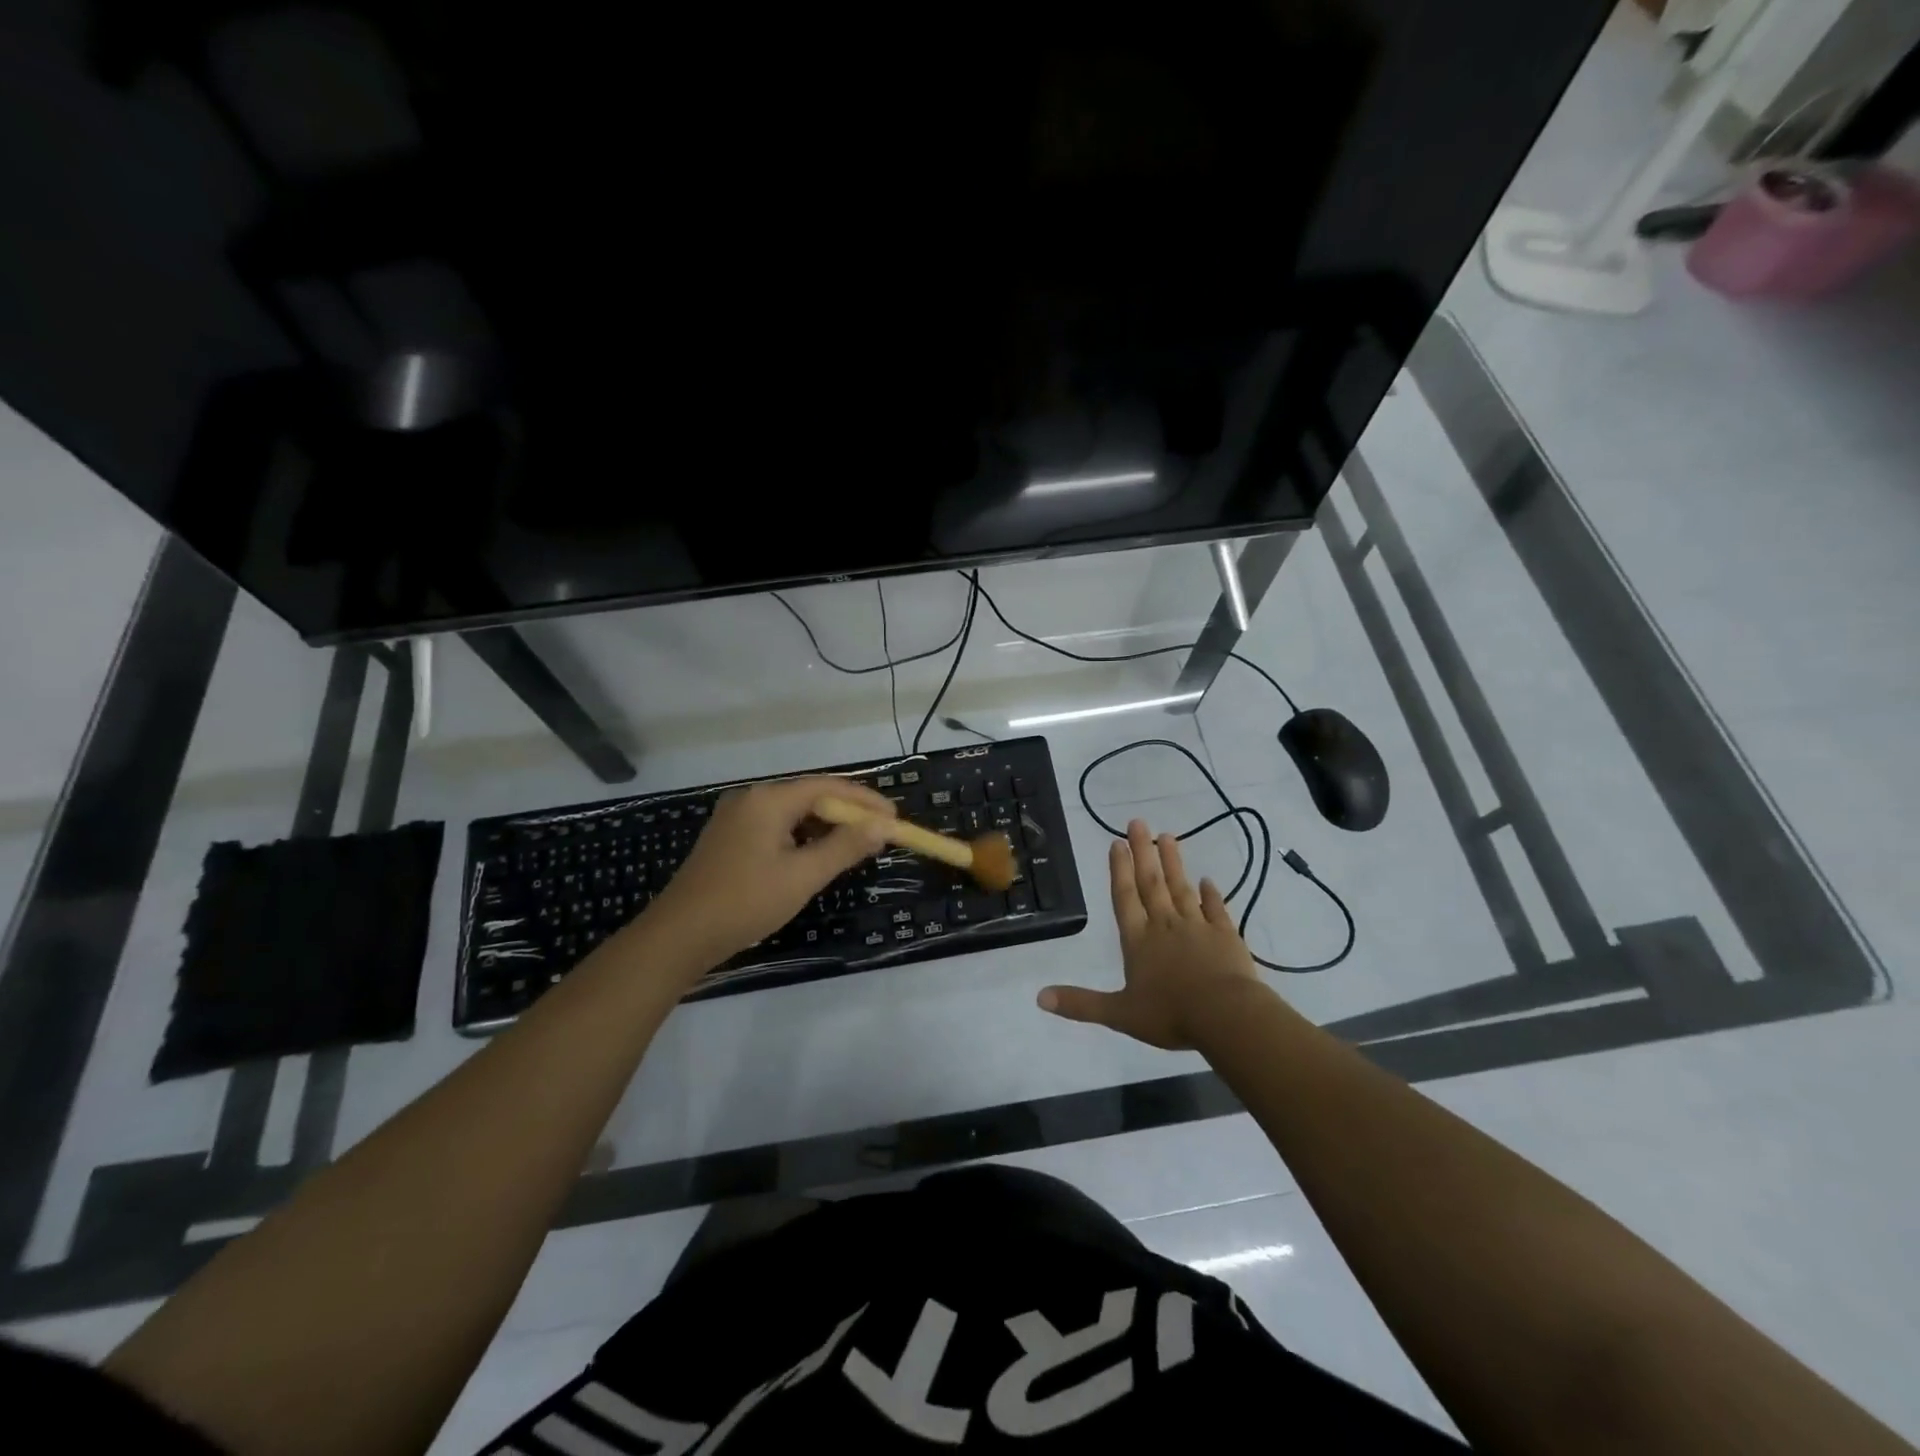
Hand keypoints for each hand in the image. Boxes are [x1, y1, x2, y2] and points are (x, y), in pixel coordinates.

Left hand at [642, 776, 896, 970]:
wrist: (679, 936)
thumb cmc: (745, 902)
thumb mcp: (803, 876)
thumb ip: (845, 847)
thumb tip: (883, 826)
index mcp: (768, 800)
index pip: (828, 787)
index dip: (865, 800)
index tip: (895, 817)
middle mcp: (751, 799)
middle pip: (810, 796)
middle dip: (847, 813)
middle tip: (880, 833)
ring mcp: (736, 818)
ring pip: (793, 813)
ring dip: (825, 827)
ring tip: (856, 845)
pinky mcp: (729, 838)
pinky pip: (776, 827)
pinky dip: (802, 837)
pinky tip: (816, 856)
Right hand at [1038, 818, 1263, 1048]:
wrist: (1227, 1016)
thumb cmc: (1170, 1014)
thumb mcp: (1119, 1014)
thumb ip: (1081, 1004)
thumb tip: (1039, 997)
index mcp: (1138, 940)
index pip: (1125, 897)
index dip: (1119, 870)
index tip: (1117, 843)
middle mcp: (1165, 925)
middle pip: (1151, 883)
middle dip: (1143, 852)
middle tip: (1138, 822)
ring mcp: (1198, 927)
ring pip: (1181, 888)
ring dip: (1173, 863)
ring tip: (1168, 836)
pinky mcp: (1226, 936)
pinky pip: (1216, 909)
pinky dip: (1211, 894)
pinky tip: (1208, 880)